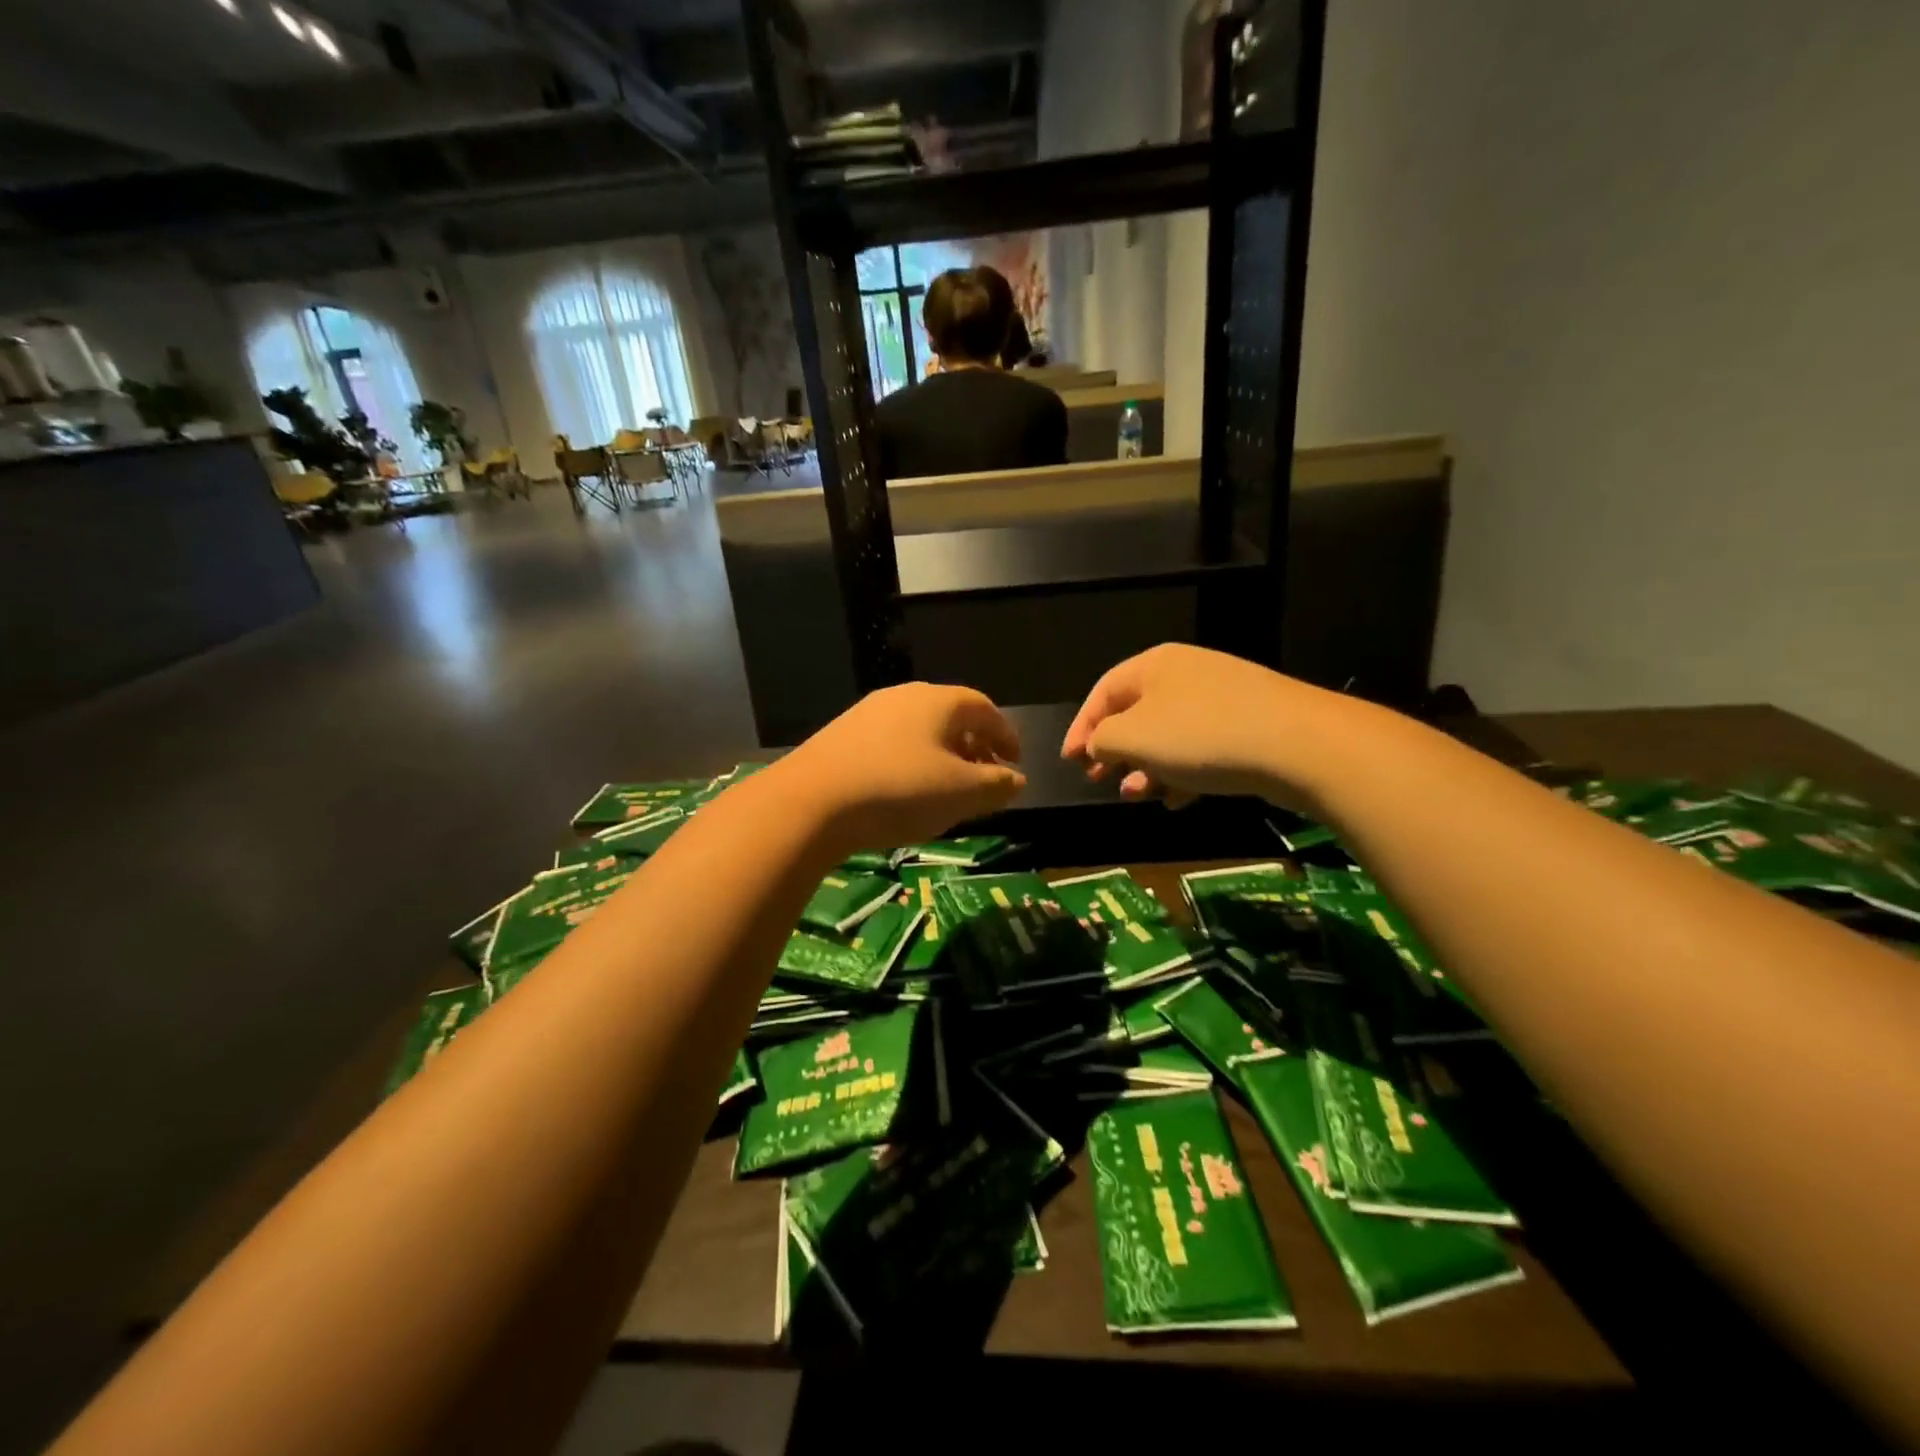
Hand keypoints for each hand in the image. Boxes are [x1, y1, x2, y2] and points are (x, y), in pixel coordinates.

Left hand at [777, 683, 1025, 851]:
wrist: (811, 802)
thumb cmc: (900, 791)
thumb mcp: (962, 794)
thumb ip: (997, 784)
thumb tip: (1016, 779)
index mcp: (939, 701)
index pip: (986, 710)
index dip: (1006, 736)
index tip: (1016, 764)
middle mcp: (904, 696)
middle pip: (952, 716)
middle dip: (975, 746)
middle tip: (985, 778)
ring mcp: (869, 713)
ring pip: (920, 729)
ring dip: (943, 755)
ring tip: (947, 788)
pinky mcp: (843, 734)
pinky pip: (893, 742)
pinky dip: (912, 760)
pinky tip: (905, 789)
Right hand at [1061, 644, 1343, 810]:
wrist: (1298, 744)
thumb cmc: (1200, 735)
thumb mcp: (1133, 737)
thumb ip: (1102, 739)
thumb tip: (1097, 744)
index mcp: (1153, 666)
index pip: (1103, 693)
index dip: (1080, 727)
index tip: (1069, 762)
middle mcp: (1185, 675)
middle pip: (1135, 714)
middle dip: (1114, 751)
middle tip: (1098, 779)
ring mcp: (1221, 699)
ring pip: (1168, 736)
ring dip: (1146, 768)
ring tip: (1137, 796)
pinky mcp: (1248, 726)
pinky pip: (1201, 749)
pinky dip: (1182, 773)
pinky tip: (1179, 800)